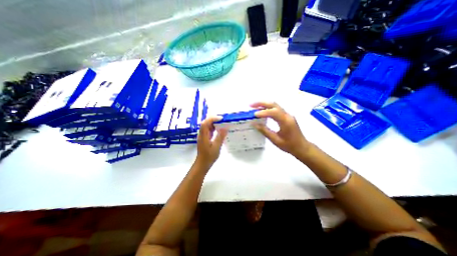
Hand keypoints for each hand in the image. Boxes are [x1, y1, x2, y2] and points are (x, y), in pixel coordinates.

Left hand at [195, 116, 226, 168]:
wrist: (202, 164)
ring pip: (207, 127)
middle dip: (213, 120)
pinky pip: (208, 131)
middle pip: (205, 123)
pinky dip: (213, 128)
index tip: (221, 119)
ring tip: (222, 123)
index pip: (205, 123)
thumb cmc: (209, 156)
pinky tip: (219, 130)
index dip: (212, 119)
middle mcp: (201, 134)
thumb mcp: (216, 147)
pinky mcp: (204, 139)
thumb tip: (225, 128)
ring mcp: (202, 136)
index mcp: (203, 136)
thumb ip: (220, 137)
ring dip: (213, 124)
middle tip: (222, 120)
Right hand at [252, 101, 312, 157]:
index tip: (254, 115)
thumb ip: (265, 131)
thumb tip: (254, 124)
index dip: (263, 112)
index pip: (273, 112)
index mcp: (286, 121)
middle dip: (261, 103)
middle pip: (274, 104)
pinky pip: (276, 109)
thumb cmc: (289, 145)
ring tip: (254, 107)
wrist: (302, 147)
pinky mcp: (286, 116)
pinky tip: (261, 111)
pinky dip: (267, 108)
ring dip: (264, 104)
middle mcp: (287, 115)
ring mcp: (287, 115)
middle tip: (251, 105)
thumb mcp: (275, 140)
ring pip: (275, 105)